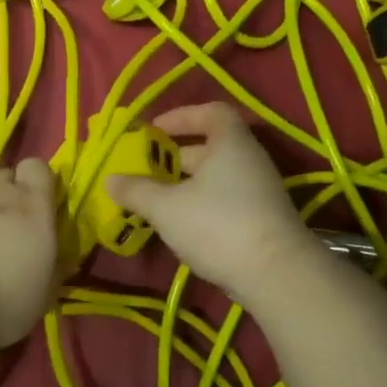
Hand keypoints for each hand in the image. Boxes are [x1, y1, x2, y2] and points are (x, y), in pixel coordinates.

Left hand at [0, 158, 59, 350]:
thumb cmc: (3, 306)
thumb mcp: (44, 293)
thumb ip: (54, 267)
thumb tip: (62, 260)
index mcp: (33, 208)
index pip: (38, 167)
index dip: (36, 182)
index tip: (36, 205)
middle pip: (5, 175)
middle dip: (6, 193)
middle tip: (4, 225)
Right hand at [107, 103, 318, 301]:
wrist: (275, 274)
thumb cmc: (217, 225)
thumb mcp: (166, 207)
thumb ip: (136, 191)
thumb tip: (110, 180)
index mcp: (230, 143)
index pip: (210, 112)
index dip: (180, 116)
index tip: (153, 130)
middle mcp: (248, 160)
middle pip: (210, 147)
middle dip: (175, 156)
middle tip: (145, 168)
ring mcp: (258, 191)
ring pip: (215, 177)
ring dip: (185, 184)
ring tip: (154, 199)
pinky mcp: (260, 219)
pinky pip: (224, 200)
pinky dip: (200, 204)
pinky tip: (179, 224)